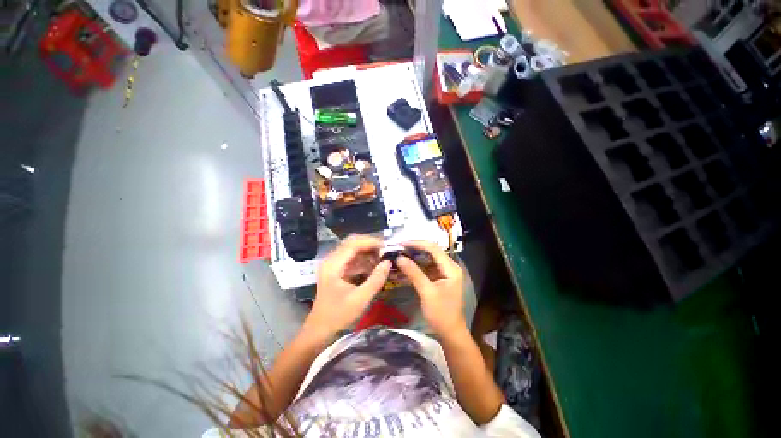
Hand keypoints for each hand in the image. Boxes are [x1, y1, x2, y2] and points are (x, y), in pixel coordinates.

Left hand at [305, 235, 391, 335]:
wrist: (320, 329)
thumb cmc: (338, 315)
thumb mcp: (360, 299)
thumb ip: (376, 279)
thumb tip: (388, 262)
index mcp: (333, 265)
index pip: (353, 244)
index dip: (370, 242)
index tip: (386, 246)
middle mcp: (331, 260)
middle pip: (352, 242)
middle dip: (370, 244)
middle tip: (385, 250)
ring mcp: (333, 264)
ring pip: (352, 249)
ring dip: (367, 251)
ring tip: (382, 257)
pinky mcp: (337, 270)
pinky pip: (352, 258)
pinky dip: (364, 259)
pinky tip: (374, 265)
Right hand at [396, 240, 465, 335]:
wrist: (450, 332)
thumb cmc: (441, 314)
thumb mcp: (427, 292)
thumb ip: (414, 273)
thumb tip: (399, 258)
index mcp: (451, 268)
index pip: (433, 248)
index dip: (417, 244)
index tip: (401, 243)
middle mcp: (450, 266)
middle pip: (431, 251)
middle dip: (415, 248)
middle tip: (398, 247)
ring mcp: (445, 272)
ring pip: (428, 257)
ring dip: (415, 255)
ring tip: (400, 253)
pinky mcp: (439, 277)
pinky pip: (427, 266)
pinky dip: (417, 265)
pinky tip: (406, 264)